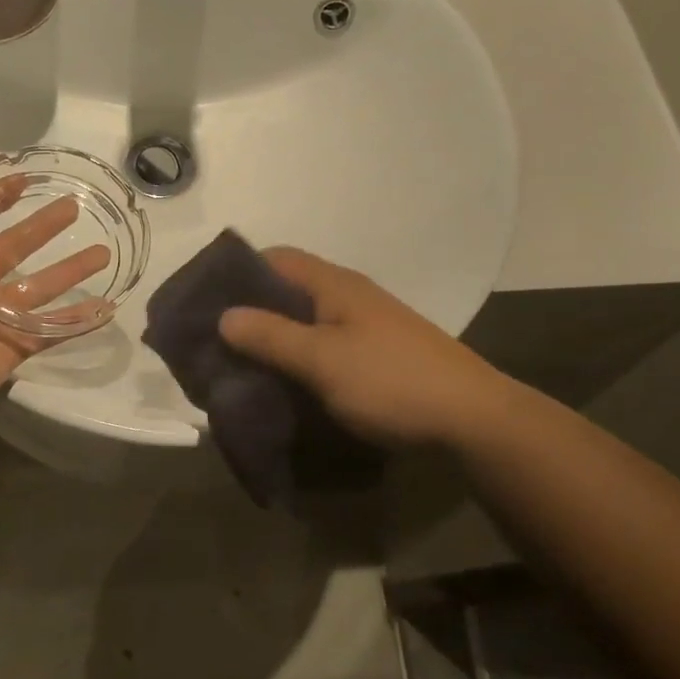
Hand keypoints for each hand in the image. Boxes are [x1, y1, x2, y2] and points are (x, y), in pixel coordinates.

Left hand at [0, 157, 111, 416]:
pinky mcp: (14, 348)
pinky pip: (52, 331)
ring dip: (72, 271)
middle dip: (45, 228)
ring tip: (105, 254)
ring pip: (42, 288)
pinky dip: (78, 321)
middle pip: (19, 248)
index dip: (1, 198)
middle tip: (76, 208)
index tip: (30, 180)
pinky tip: (107, 308)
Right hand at [217, 247, 516, 448]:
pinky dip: (296, 357)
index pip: (277, 258)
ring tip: (239, 363)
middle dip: (250, 310)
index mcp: (335, 285)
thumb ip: (271, 336)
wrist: (473, 420)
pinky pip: (322, 346)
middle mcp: (349, 297)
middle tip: (215, 339)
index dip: (239, 271)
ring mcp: (365, 327)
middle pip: (288, 290)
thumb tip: (224, 316)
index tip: (206, 299)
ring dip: (272, 337)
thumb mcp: (322, 360)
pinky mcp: (375, 356)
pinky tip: (282, 381)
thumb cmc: (391, 381)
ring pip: (304, 321)